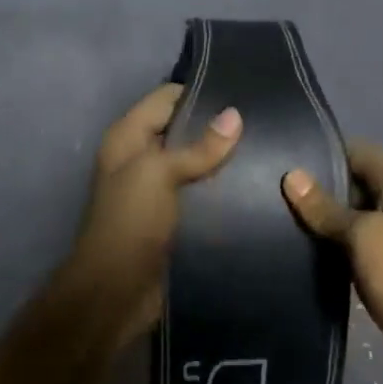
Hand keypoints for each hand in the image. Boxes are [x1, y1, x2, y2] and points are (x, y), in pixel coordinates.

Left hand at [65, 83, 242, 347]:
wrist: (116, 291)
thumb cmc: (130, 222)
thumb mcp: (159, 174)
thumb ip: (198, 147)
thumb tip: (235, 115)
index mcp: (128, 138)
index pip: (166, 98)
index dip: (200, 92)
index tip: (243, 92)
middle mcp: (140, 158)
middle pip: (182, 130)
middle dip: (217, 127)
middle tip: (263, 122)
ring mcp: (155, 190)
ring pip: (194, 163)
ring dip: (222, 160)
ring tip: (266, 151)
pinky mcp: (171, 218)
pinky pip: (199, 193)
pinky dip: (220, 189)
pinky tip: (254, 186)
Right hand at [282, 142, 382, 380]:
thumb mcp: (361, 235)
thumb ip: (324, 207)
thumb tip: (291, 175)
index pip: (354, 151)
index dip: (321, 155)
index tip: (282, 162)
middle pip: (351, 181)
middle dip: (316, 188)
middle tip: (272, 193)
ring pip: (349, 213)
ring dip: (321, 218)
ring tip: (277, 217)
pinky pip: (353, 241)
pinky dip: (331, 242)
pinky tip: (299, 245)